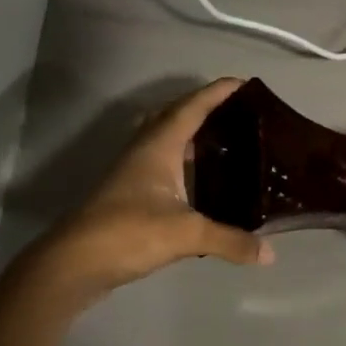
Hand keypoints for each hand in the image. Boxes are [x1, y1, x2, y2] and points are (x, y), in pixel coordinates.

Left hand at [24, 78, 270, 307]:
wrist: (74, 263)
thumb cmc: (128, 233)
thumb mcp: (186, 235)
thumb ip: (230, 240)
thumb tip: (270, 253)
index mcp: (158, 146)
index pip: (191, 107)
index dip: (217, 92)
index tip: (244, 83)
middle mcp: (144, 151)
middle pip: (174, 115)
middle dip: (203, 107)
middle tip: (237, 112)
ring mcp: (133, 171)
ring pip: (164, 139)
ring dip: (191, 133)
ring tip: (225, 140)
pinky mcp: (129, 193)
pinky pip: (161, 163)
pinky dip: (183, 161)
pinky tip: (200, 181)